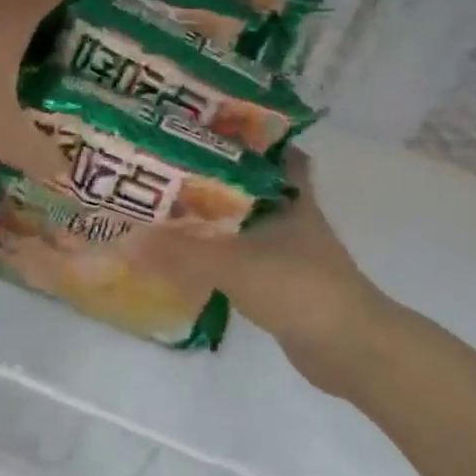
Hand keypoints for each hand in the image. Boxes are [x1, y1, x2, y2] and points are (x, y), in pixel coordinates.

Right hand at [133, 149, 383, 396]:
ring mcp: (288, 251)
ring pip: (244, 224)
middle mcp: (290, 216)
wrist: (350, 348)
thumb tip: (125, 241)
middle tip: (167, 168)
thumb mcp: (234, 264)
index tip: (203, 127)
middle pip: (248, 187)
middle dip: (213, 178)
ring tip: (166, 208)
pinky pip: (242, 258)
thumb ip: (180, 253)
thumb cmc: (300, 288)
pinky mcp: (281, 283)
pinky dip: (219, 256)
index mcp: (289, 195)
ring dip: (213, 218)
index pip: (271, 150)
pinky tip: (188, 257)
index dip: (243, 136)